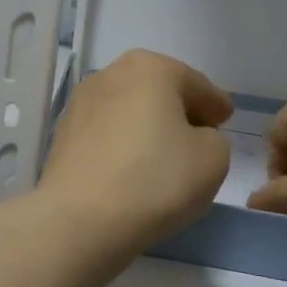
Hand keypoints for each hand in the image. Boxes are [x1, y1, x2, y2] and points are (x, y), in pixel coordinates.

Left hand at [37, 49, 232, 251]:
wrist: (80, 219)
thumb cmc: (155, 180)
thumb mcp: (213, 159)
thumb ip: (213, 139)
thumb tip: (192, 138)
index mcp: (150, 68)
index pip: (195, 84)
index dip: (214, 103)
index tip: (225, 119)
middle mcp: (110, 75)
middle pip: (157, 90)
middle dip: (178, 109)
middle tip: (199, 134)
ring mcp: (79, 104)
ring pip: (127, 110)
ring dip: (146, 126)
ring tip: (164, 154)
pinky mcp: (61, 136)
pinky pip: (105, 134)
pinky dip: (122, 144)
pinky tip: (131, 168)